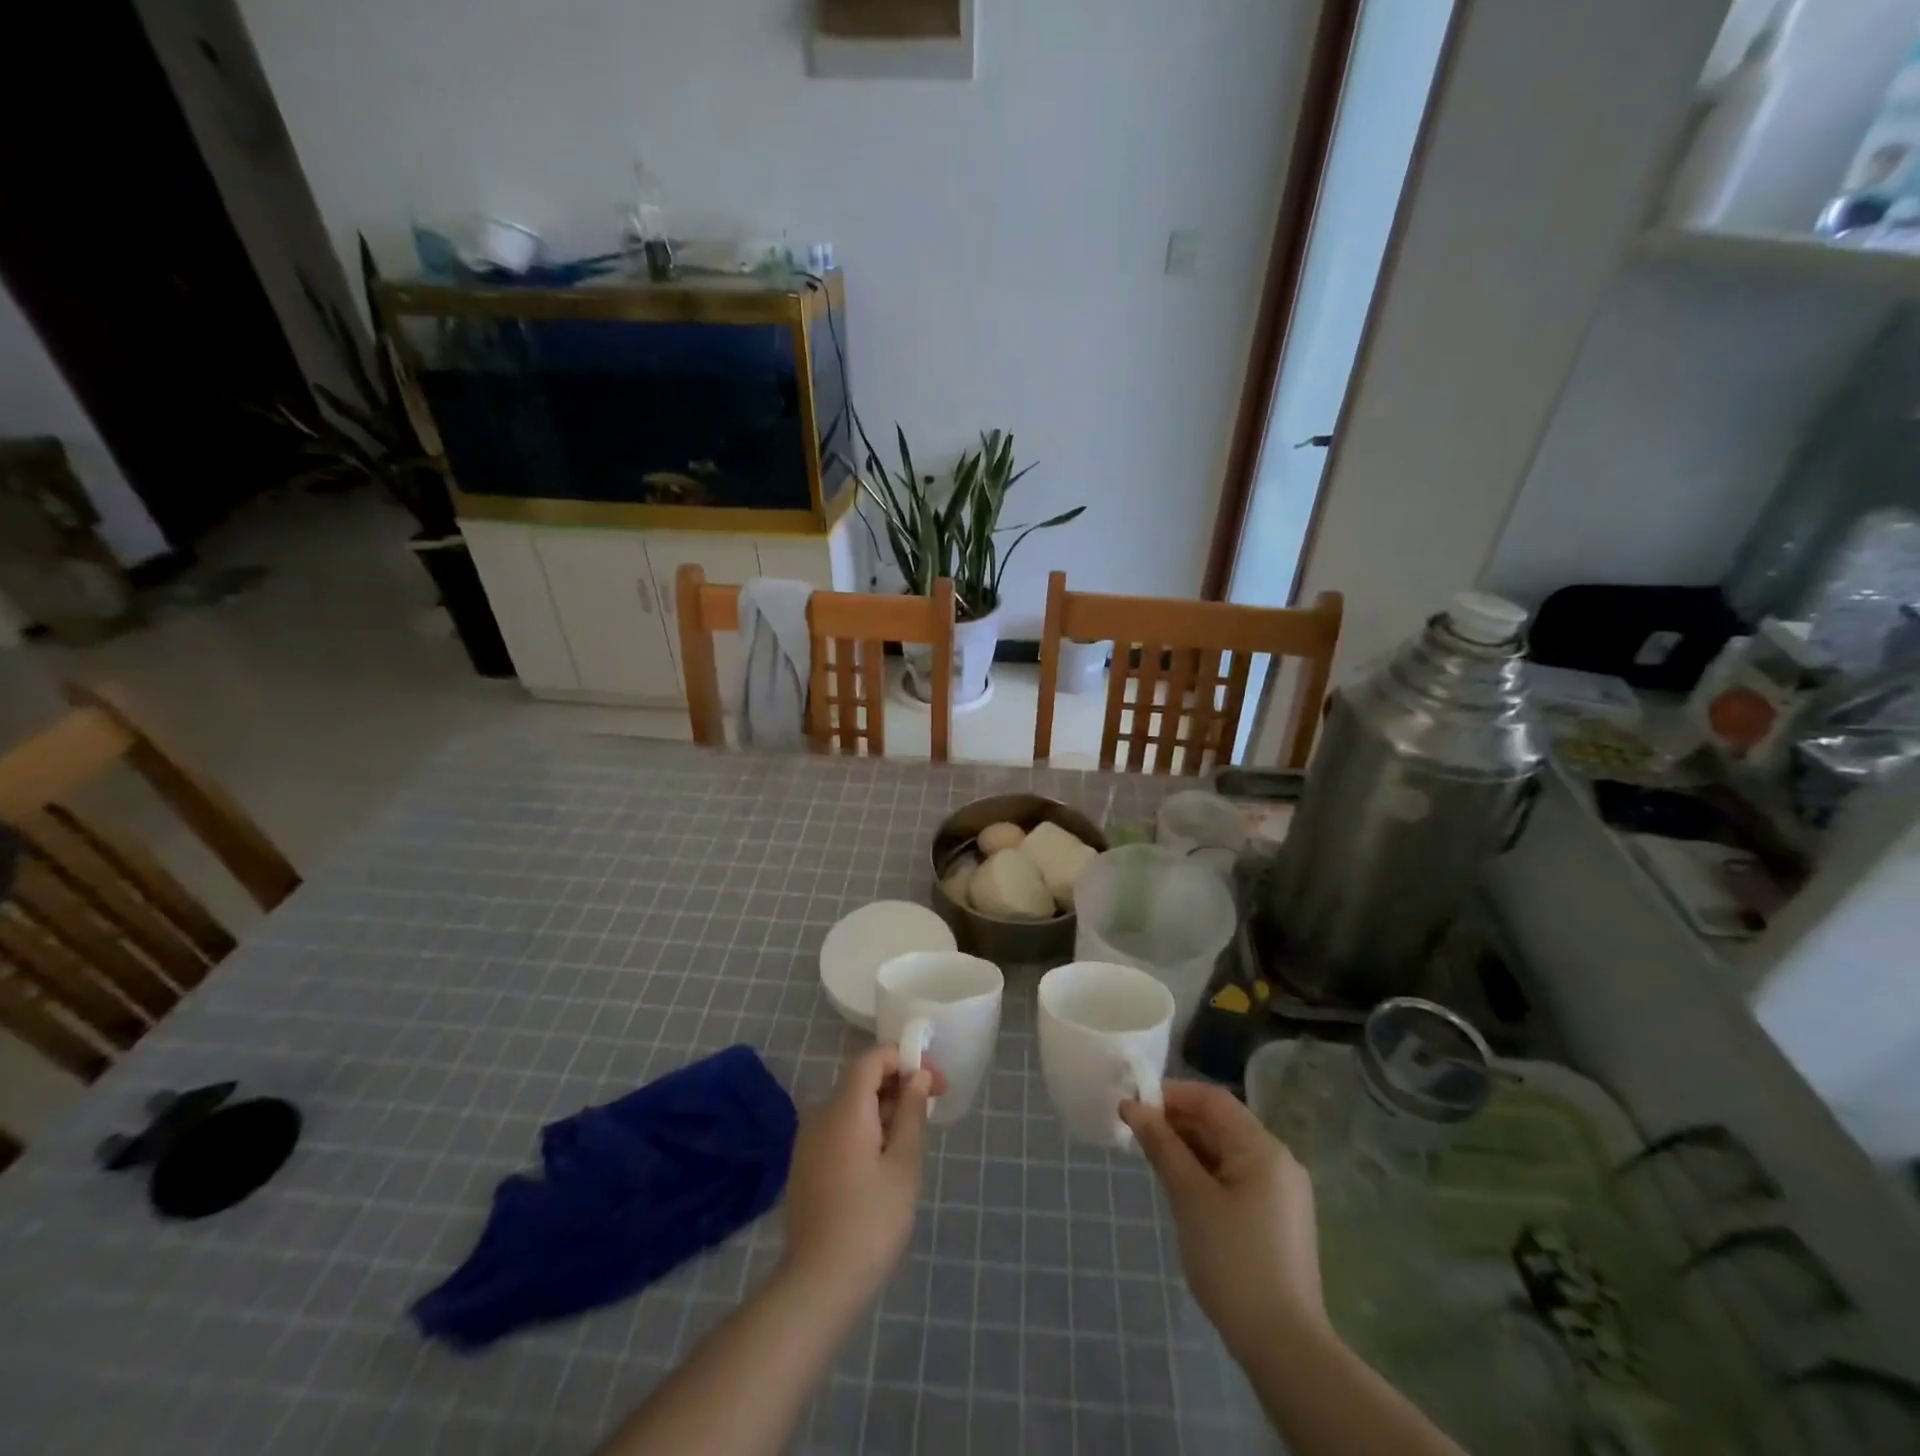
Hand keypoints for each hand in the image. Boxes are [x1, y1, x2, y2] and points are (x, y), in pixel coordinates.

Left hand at [781, 1046, 947, 1296]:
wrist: (818, 1284)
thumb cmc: (871, 1221)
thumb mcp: (904, 1164)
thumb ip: (911, 1112)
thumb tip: (917, 1076)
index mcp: (844, 1107)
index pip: (873, 1058)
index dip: (906, 1059)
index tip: (935, 1082)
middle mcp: (820, 1113)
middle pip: (861, 1079)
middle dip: (898, 1084)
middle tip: (931, 1109)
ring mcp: (808, 1139)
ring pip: (850, 1104)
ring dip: (883, 1108)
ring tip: (912, 1138)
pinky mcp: (805, 1163)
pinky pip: (839, 1127)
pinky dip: (865, 1127)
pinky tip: (885, 1159)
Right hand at [1121, 1079, 1324, 1352]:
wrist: (1285, 1348)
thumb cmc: (1233, 1262)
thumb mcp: (1190, 1198)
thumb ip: (1162, 1146)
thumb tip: (1132, 1106)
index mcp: (1263, 1148)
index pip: (1212, 1099)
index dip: (1171, 1094)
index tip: (1135, 1104)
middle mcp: (1278, 1160)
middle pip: (1222, 1122)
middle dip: (1178, 1122)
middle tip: (1137, 1133)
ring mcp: (1282, 1191)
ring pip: (1227, 1150)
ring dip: (1190, 1148)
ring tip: (1153, 1159)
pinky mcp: (1278, 1218)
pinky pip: (1237, 1176)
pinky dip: (1207, 1172)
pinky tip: (1182, 1188)